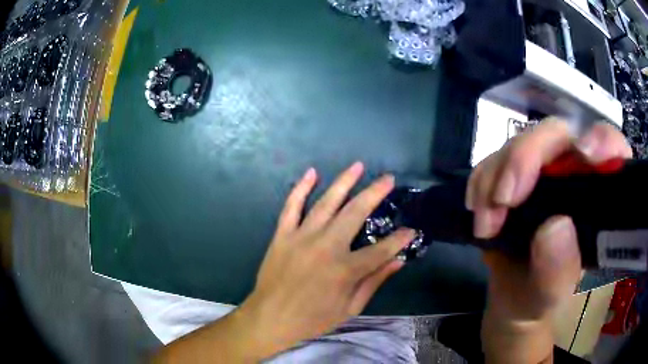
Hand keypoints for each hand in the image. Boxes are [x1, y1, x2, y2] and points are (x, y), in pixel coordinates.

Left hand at [238, 162, 414, 358]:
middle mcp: (325, 247)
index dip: (400, 239)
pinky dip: (300, 188)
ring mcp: (301, 237)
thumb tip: (398, 261)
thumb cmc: (312, 319)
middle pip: (355, 213)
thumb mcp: (350, 308)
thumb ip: (374, 282)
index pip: (382, 249)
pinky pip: (291, 206)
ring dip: (344, 182)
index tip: (412, 229)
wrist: (270, 318)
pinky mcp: (282, 235)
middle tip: (388, 178)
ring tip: (358, 166)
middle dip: (375, 193)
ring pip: (326, 202)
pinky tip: (311, 172)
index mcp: (345, 270)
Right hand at [468, 119, 631, 362]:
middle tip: (505, 199)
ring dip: (497, 175)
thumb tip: (553, 227)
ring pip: (521, 141)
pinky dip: (482, 181)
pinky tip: (479, 211)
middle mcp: (574, 172)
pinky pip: (494, 158)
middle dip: (528, 157)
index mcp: (599, 197)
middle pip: (559, 134)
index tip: (586, 154)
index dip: (603, 140)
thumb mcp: (552, 296)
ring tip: (486, 225)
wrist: (510, 299)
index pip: (613, 149)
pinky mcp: (514, 174)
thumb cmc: (540, 298)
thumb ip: (559, 270)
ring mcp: (542, 169)